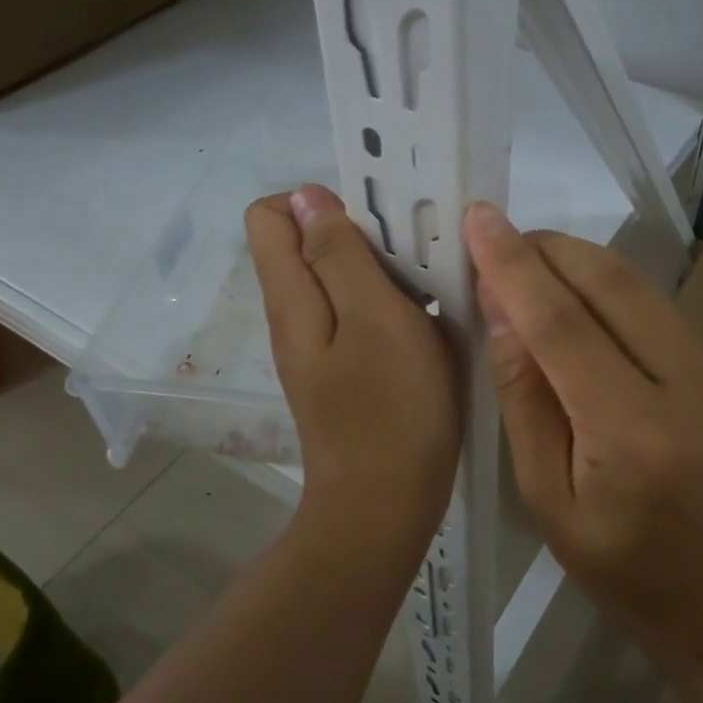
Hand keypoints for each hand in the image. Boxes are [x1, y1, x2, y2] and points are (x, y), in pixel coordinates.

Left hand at [246, 185, 460, 528]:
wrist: (386, 506)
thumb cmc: (389, 410)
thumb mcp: (373, 320)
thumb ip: (338, 256)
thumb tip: (306, 196)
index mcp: (292, 296)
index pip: (271, 215)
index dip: (317, 202)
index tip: (373, 222)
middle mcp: (297, 315)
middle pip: (309, 244)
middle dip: (360, 233)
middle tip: (415, 254)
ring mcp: (322, 345)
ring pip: (342, 279)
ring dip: (383, 269)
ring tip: (431, 284)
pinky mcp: (348, 368)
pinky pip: (362, 314)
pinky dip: (392, 304)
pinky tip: (430, 321)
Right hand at [463, 202, 702, 667]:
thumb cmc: (626, 573)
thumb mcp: (548, 500)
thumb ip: (524, 398)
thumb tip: (500, 308)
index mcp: (636, 435)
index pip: (561, 323)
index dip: (513, 264)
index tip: (478, 216)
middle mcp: (697, 387)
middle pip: (612, 282)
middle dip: (549, 249)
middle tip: (502, 241)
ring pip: (642, 289)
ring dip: (581, 270)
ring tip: (534, 277)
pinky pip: (666, 314)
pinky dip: (617, 303)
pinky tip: (592, 326)